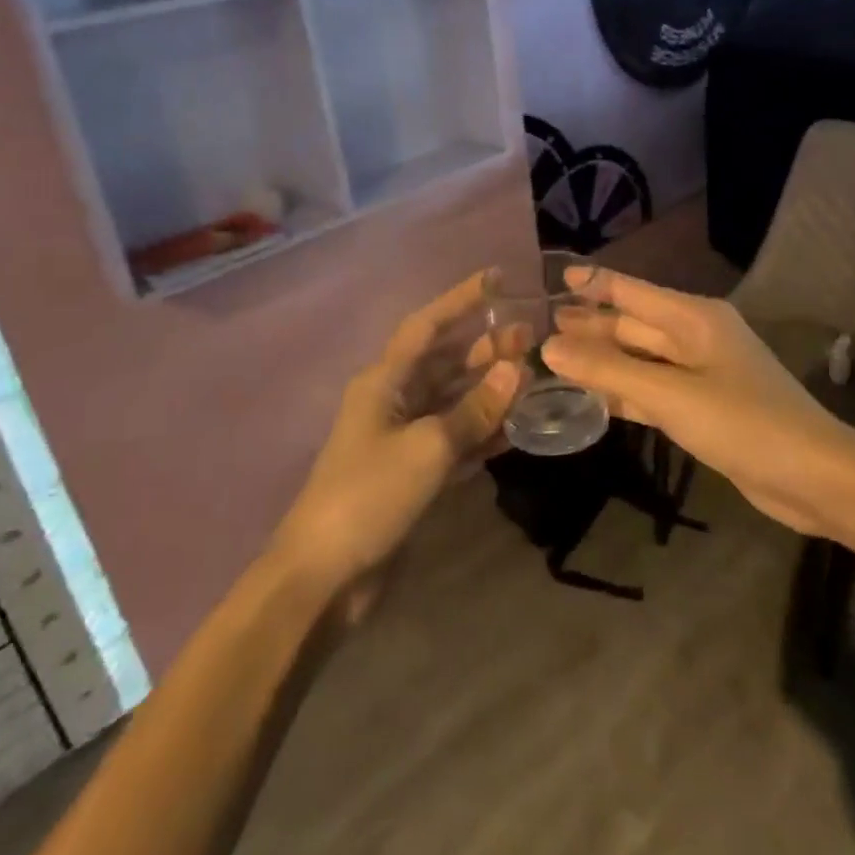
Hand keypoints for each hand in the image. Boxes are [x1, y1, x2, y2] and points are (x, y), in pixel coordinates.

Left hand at [273, 272, 520, 590]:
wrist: (324, 576)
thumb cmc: (369, 495)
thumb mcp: (428, 446)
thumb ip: (474, 408)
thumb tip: (515, 367)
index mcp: (384, 381)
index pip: (426, 325)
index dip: (460, 299)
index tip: (497, 278)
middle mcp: (393, 400)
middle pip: (444, 362)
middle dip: (484, 347)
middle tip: (529, 336)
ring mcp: (403, 438)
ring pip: (453, 400)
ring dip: (488, 389)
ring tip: (531, 376)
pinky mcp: (412, 473)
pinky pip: (454, 439)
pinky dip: (481, 432)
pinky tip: (514, 428)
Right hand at [541, 270, 854, 537]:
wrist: (814, 477)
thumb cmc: (744, 423)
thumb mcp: (670, 395)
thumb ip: (609, 371)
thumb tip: (550, 345)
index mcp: (693, 318)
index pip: (632, 292)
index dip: (594, 284)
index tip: (554, 279)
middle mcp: (695, 338)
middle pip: (633, 325)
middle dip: (591, 325)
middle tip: (540, 325)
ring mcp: (700, 374)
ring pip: (640, 359)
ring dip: (602, 360)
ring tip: (555, 358)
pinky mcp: (702, 408)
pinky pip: (652, 390)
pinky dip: (623, 391)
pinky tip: (592, 397)